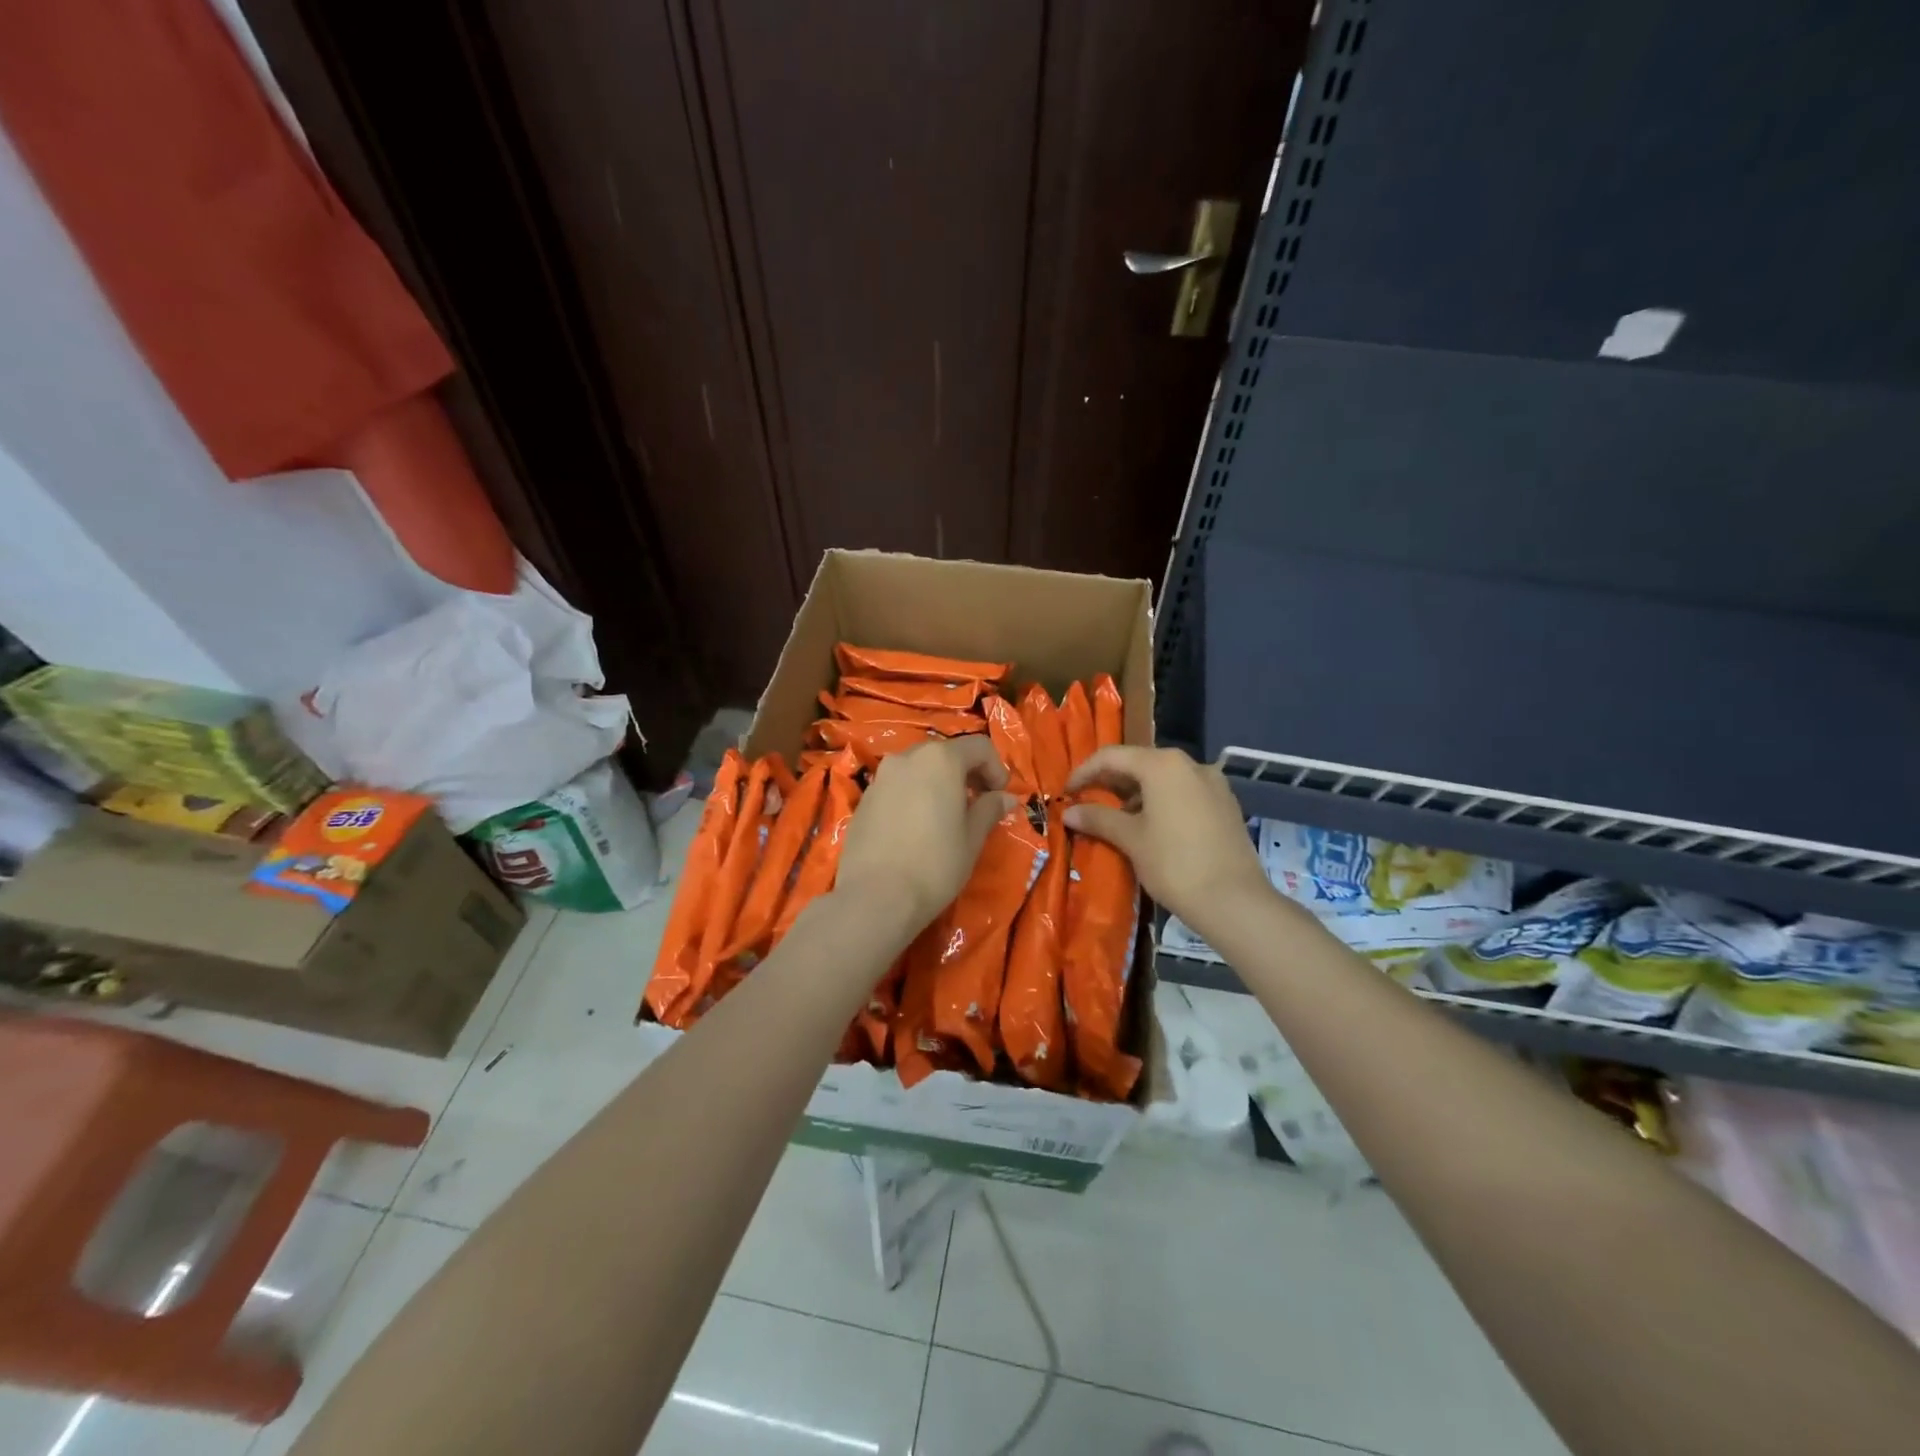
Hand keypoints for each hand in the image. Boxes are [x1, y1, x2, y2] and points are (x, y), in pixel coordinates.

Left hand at [836, 736, 1017, 938]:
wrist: (874, 897)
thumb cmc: (934, 864)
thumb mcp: (971, 838)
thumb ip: (989, 809)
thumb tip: (1006, 798)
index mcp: (940, 759)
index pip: (979, 747)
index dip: (997, 769)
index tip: (1000, 797)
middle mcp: (908, 757)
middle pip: (946, 753)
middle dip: (967, 774)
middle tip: (978, 805)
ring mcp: (882, 776)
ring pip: (919, 768)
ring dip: (939, 783)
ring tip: (947, 817)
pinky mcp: (865, 798)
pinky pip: (898, 786)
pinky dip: (915, 795)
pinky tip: (918, 828)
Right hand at [1063, 746, 1269, 931]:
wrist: (1234, 900)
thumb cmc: (1174, 864)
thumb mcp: (1131, 839)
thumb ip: (1098, 818)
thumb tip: (1069, 812)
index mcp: (1163, 765)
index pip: (1112, 757)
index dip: (1084, 772)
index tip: (1066, 793)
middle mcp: (1190, 764)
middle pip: (1140, 763)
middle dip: (1111, 782)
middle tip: (1088, 803)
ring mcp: (1213, 783)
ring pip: (1163, 778)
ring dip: (1136, 793)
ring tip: (1117, 819)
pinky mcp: (1226, 805)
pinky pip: (1184, 793)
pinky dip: (1161, 802)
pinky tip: (1151, 827)